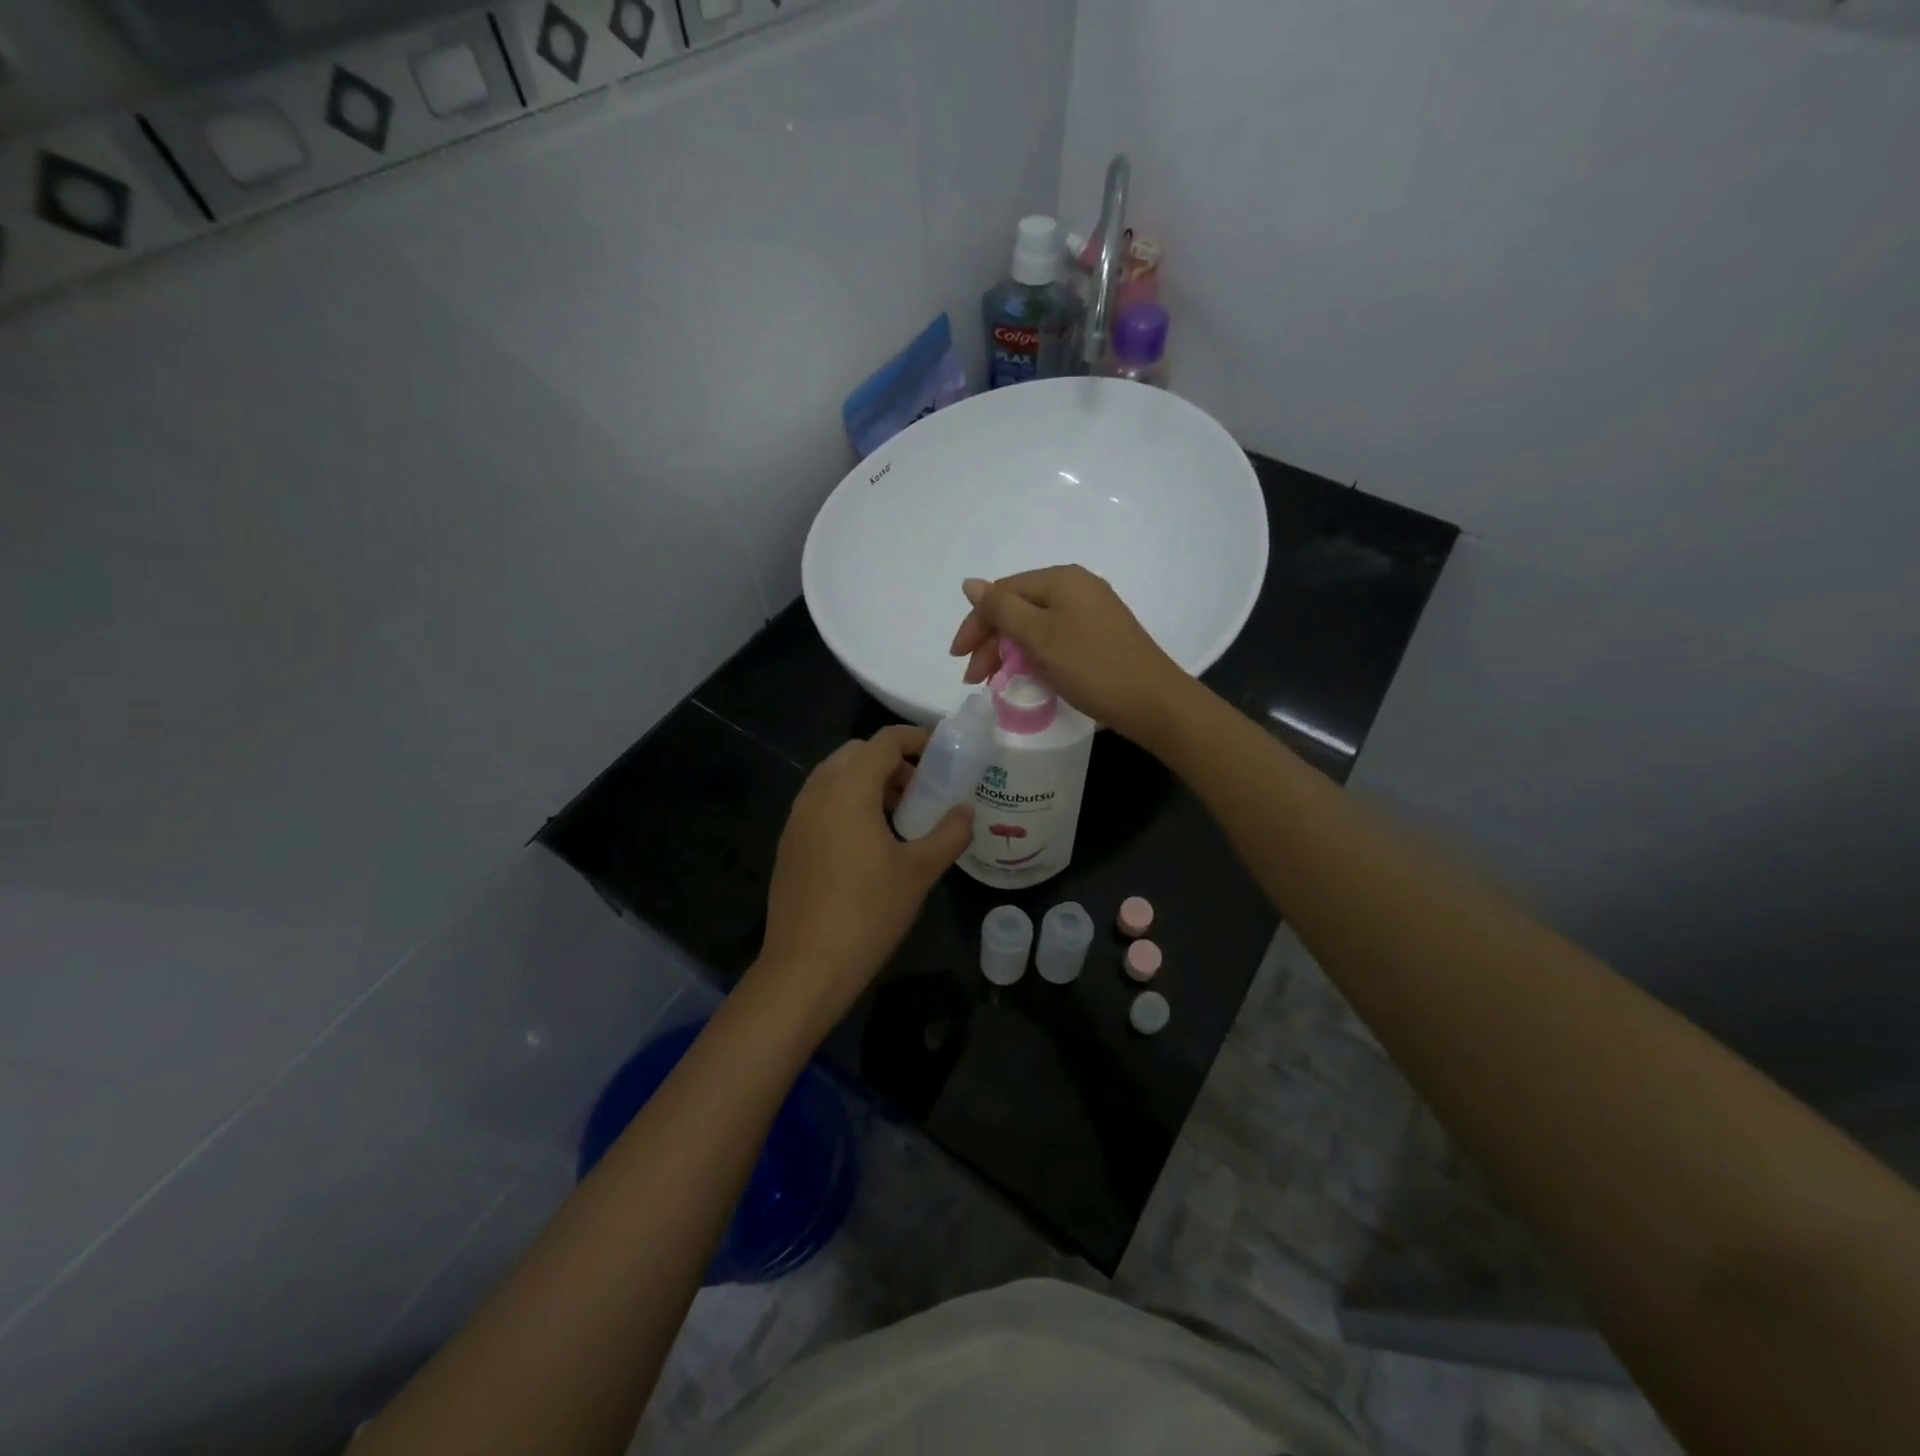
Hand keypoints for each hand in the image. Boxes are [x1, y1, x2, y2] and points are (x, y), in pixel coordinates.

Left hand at [753, 725, 971, 1033]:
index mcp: (848, 790)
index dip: (916, 738)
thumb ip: (949, 834)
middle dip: (892, 760)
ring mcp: (797, 817)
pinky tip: (870, 841)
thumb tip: (965, 812)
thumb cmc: (868, 913)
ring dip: (869, 782)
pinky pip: (822, 802)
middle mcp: (817, 793)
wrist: (805, 967)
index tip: (944, 753)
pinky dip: (848, 802)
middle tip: (923, 787)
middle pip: (856, 753)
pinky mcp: (790, 842)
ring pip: (835, 777)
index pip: (884, 741)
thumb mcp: (919, 872)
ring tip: (901, 815)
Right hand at [948, 565, 1189, 743]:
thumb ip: (1001, 609)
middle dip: (991, 642)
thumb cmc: (1091, 665)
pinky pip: (1055, 639)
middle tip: (974, 679)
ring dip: (1009, 652)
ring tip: (995, 682)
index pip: (1003, 593)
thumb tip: (970, 584)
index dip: (976, 624)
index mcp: (1061, 579)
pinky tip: (1027, 677)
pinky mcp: (1100, 637)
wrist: (1152, 701)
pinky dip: (1034, 656)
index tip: (958, 659)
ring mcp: (1092, 612)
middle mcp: (1077, 587)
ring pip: (1035, 626)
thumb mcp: (1039, 636)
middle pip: (1019, 608)